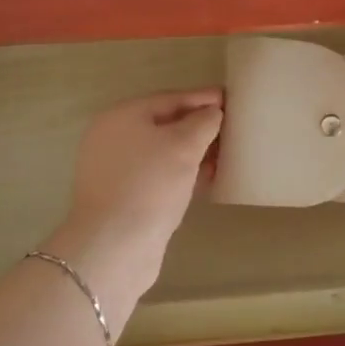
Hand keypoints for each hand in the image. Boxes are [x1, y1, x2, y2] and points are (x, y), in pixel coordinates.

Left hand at [48, 89, 223, 324]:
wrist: (114, 247)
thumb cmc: (150, 184)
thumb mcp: (185, 145)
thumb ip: (203, 122)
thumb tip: (212, 113)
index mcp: (122, 116)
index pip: (170, 98)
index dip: (203, 98)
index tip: (231, 99)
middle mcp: (113, 138)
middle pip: (164, 124)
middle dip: (199, 127)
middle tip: (232, 129)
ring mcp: (114, 170)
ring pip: (162, 152)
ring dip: (193, 153)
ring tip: (224, 155)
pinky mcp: (122, 198)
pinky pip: (158, 176)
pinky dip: (181, 174)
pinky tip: (206, 179)